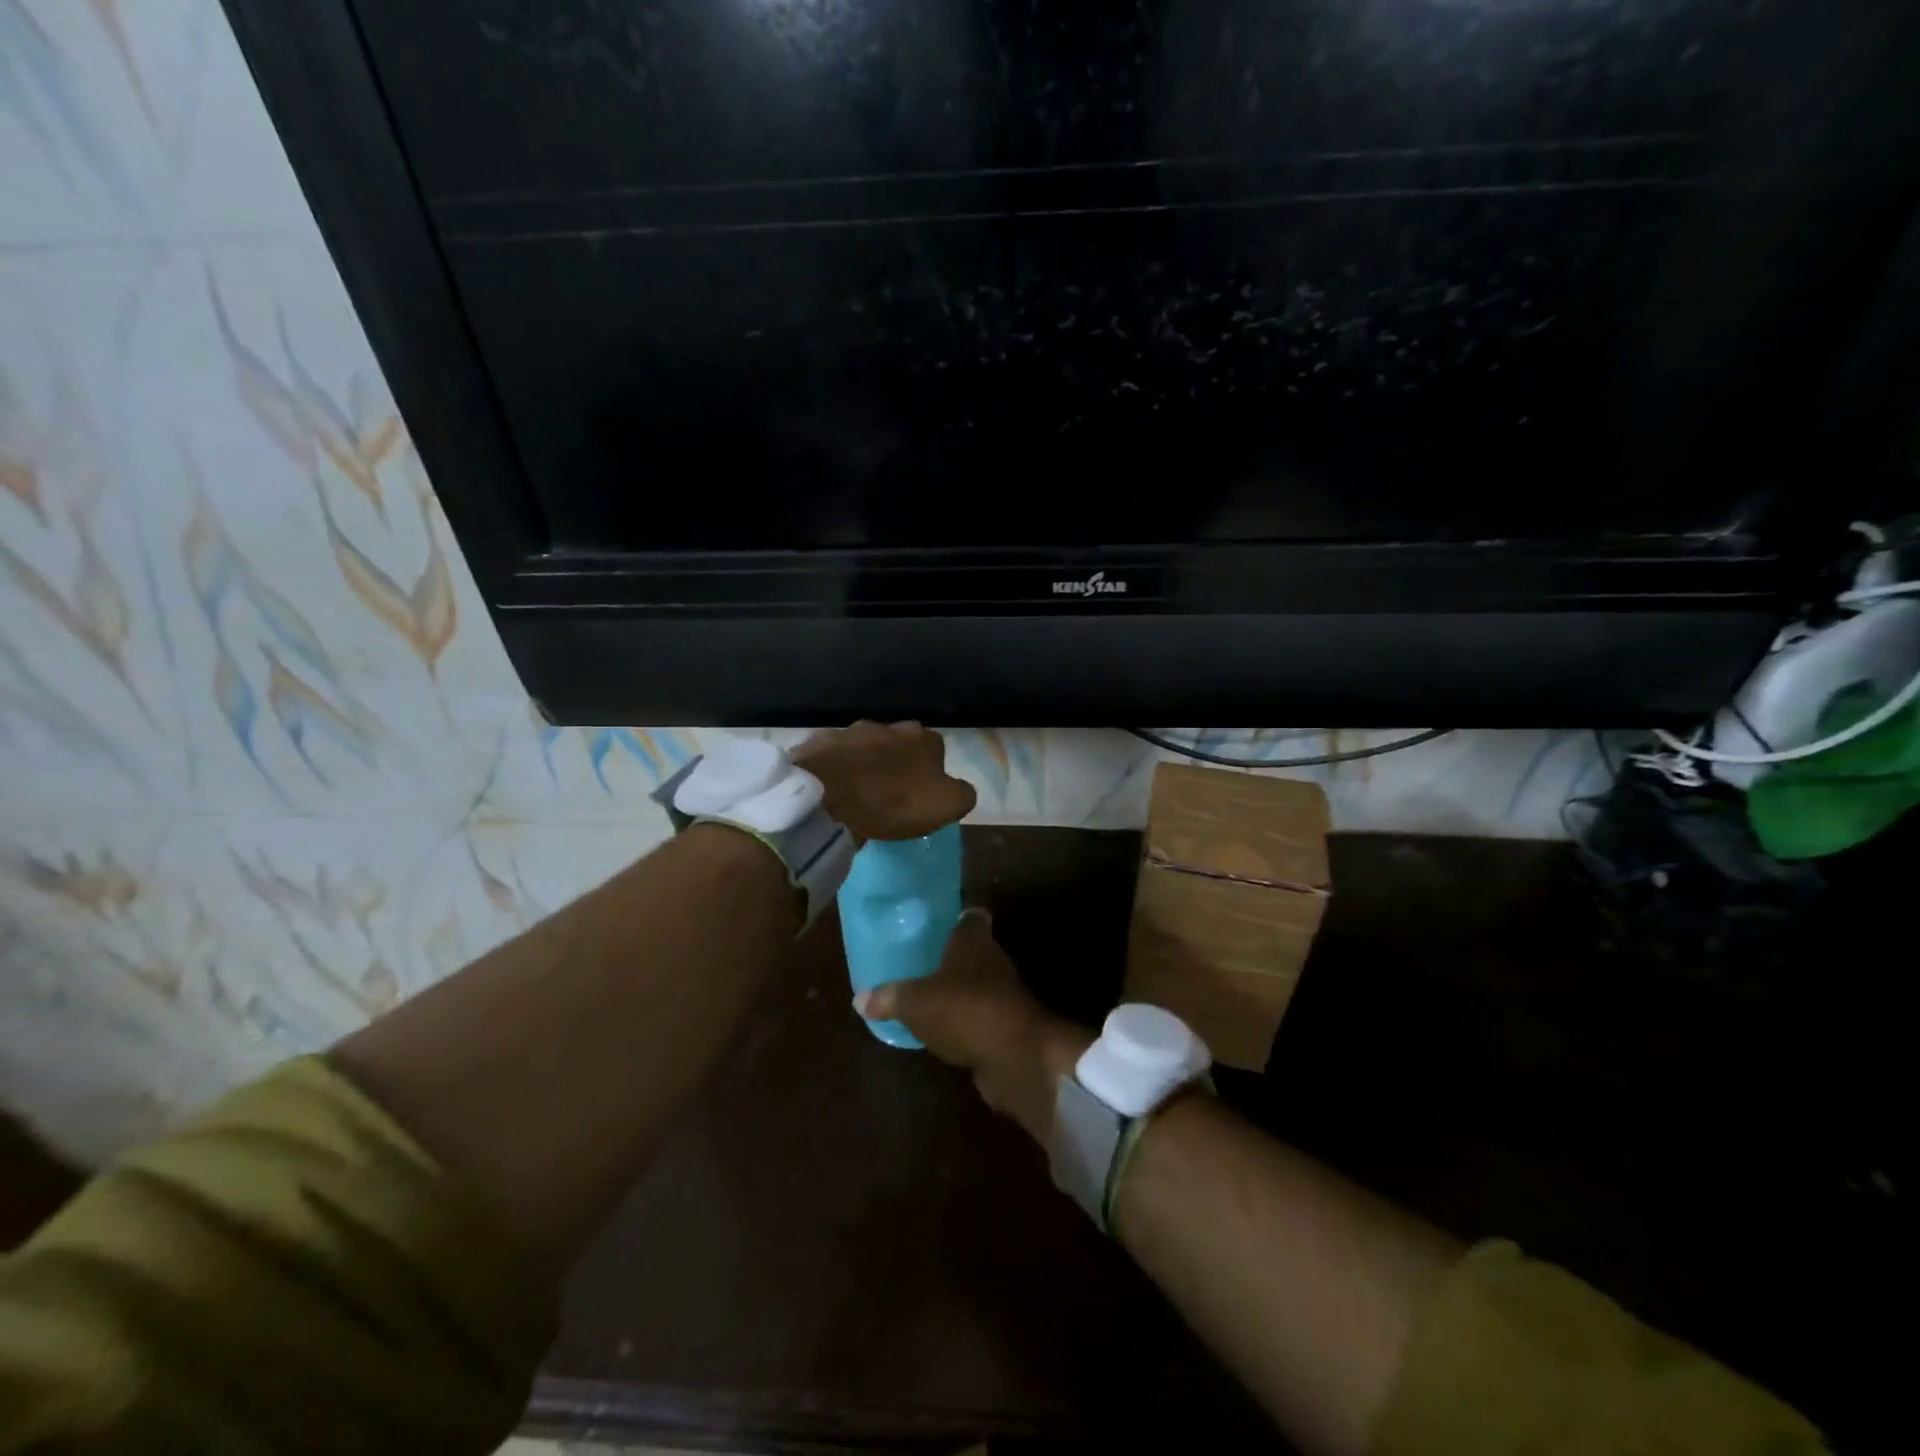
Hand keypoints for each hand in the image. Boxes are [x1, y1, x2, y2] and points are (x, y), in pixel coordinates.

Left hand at [793, 721, 976, 842]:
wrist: (827, 796)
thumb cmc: (892, 802)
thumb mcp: (946, 805)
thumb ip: (962, 794)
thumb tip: (959, 788)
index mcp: (922, 738)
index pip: (936, 751)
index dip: (932, 773)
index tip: (922, 796)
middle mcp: (888, 726)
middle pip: (900, 745)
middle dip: (898, 764)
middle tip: (891, 794)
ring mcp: (851, 731)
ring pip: (866, 748)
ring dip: (867, 766)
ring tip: (860, 793)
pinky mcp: (820, 744)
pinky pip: (835, 757)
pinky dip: (838, 770)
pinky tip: (834, 790)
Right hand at [855, 911, 1091, 1143]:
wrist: (1016, 1057)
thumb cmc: (964, 1009)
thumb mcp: (915, 1003)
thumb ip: (889, 997)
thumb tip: (858, 999)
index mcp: (973, 939)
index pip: (969, 915)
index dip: (953, 914)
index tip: (932, 918)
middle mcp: (991, 960)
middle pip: (970, 950)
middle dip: (947, 955)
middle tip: (915, 958)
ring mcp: (1002, 994)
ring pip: (974, 984)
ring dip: (954, 990)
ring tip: (921, 994)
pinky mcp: (1005, 1026)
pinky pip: (976, 1016)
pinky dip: (961, 1021)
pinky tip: (938, 1030)